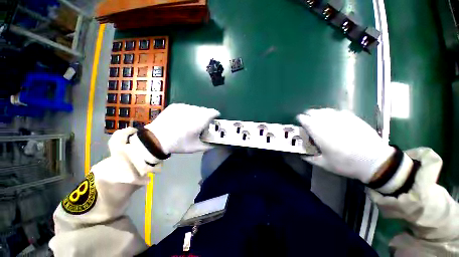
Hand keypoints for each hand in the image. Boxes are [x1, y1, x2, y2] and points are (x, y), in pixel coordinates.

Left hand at [145, 103, 219, 153]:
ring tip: (192, 122)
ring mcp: (183, 107)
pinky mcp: (176, 105)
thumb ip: (209, 145)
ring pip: (196, 108)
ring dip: (198, 114)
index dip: (216, 115)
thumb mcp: (195, 147)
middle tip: (203, 124)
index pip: (213, 112)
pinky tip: (183, 119)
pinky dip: (189, 112)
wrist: (155, 139)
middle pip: (205, 110)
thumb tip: (216, 144)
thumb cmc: (178, 144)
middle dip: (207, 116)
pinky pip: (187, 107)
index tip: (215, 120)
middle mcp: (192, 111)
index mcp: (199, 121)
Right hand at [297, 108, 394, 182]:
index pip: (305, 119)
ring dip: (319, 114)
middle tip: (309, 122)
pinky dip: (331, 114)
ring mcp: (341, 118)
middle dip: (308, 115)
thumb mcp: (324, 164)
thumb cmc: (346, 163)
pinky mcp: (352, 117)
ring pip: (324, 110)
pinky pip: (337, 111)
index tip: (299, 122)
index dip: (300, 119)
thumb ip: (309, 157)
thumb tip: (299, 153)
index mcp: (319, 132)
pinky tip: (334, 120)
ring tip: (320, 120)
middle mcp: (328, 122)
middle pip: (313, 112)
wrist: (375, 161)